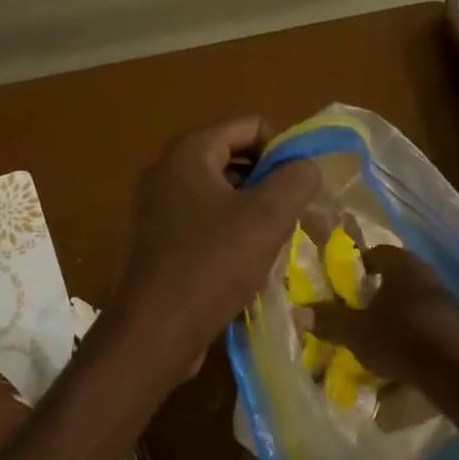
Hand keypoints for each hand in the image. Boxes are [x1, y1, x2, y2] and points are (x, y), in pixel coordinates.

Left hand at [109, 117, 318, 381]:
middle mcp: (165, 173)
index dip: (282, 149)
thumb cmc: (211, 265)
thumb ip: (296, 179)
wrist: (153, 332)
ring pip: (218, 196)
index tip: (299, 186)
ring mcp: (155, 211)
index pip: (248, 126)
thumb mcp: (267, 217)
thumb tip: (305, 166)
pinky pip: (202, 225)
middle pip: (232, 159)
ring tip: (272, 244)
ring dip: (251, 213)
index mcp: (188, 154)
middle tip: (292, 216)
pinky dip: (228, 235)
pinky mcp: (155, 244)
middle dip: (267, 183)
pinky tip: (244, 266)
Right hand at [299, 245, 458, 387]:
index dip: (360, 265)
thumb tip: (298, 309)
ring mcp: (452, 303)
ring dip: (399, 320)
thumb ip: (330, 320)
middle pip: (398, 280)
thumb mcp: (357, 333)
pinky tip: (407, 363)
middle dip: (378, 297)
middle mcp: (430, 277)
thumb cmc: (401, 339)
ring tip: (380, 344)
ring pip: (416, 306)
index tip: (345, 285)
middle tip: (359, 316)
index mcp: (403, 267)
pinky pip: (433, 330)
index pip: (378, 253)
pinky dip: (418, 341)